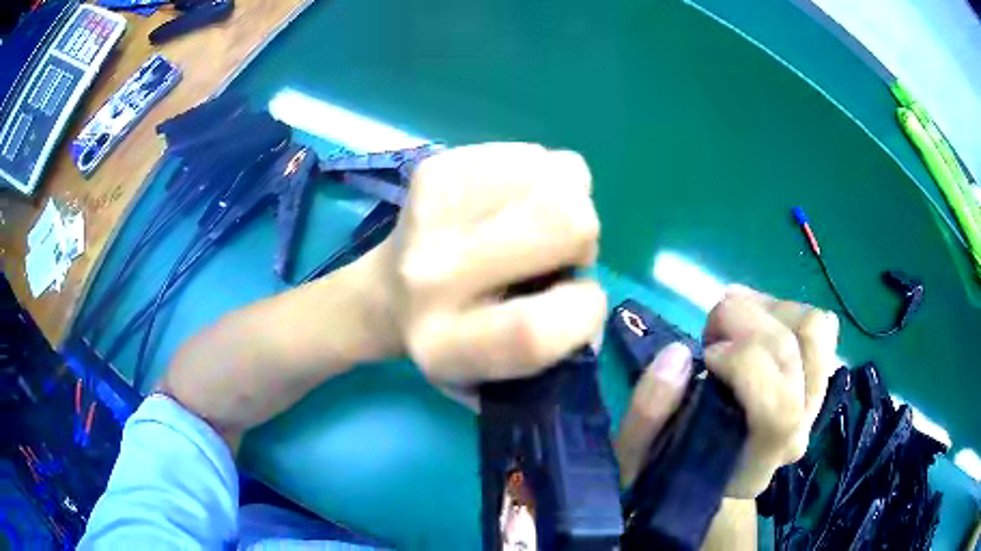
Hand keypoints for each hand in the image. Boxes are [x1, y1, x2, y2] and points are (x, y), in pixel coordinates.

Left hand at [370, 143, 606, 383]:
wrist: (384, 293)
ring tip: (531, 223)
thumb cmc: (455, 338)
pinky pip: (534, 153)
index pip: (536, 328)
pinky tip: (511, 202)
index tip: (581, 299)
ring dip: (566, 199)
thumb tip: (588, 289)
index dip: (584, 310)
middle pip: (564, 219)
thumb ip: (555, 342)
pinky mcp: (436, 167)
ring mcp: (429, 211)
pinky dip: (540, 176)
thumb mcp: (500, 371)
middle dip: (583, 237)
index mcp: (446, 345)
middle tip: (558, 252)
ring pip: (559, 174)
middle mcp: (430, 276)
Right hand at [616, 286, 838, 497]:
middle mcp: (799, 432)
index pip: (779, 410)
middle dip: (742, 320)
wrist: (711, 474)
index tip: (705, 356)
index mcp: (757, 463)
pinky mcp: (819, 376)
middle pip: (792, 352)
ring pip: (814, 328)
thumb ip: (648, 412)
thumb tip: (678, 352)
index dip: (744, 364)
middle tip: (709, 332)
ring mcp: (815, 401)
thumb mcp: (638, 455)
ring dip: (768, 309)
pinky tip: (758, 324)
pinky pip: (821, 325)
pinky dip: (787, 311)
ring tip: (736, 323)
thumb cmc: (672, 469)